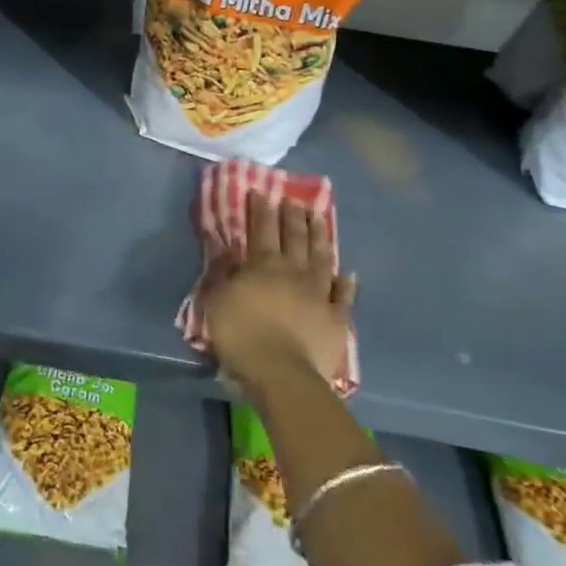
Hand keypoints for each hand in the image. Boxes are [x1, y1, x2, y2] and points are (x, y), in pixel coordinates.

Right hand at [199, 193, 355, 394]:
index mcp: (263, 265)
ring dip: (320, 236)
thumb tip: (226, 251)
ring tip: (320, 218)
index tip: (261, 192)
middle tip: (294, 199)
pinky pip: (343, 295)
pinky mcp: (336, 317)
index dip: (260, 209)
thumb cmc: (242, 335)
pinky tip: (349, 273)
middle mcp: (293, 271)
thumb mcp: (217, 301)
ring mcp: (318, 293)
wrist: (282, 373)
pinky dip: (346, 283)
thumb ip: (222, 273)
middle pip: (294, 237)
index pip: (261, 229)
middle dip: (292, 216)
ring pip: (321, 257)